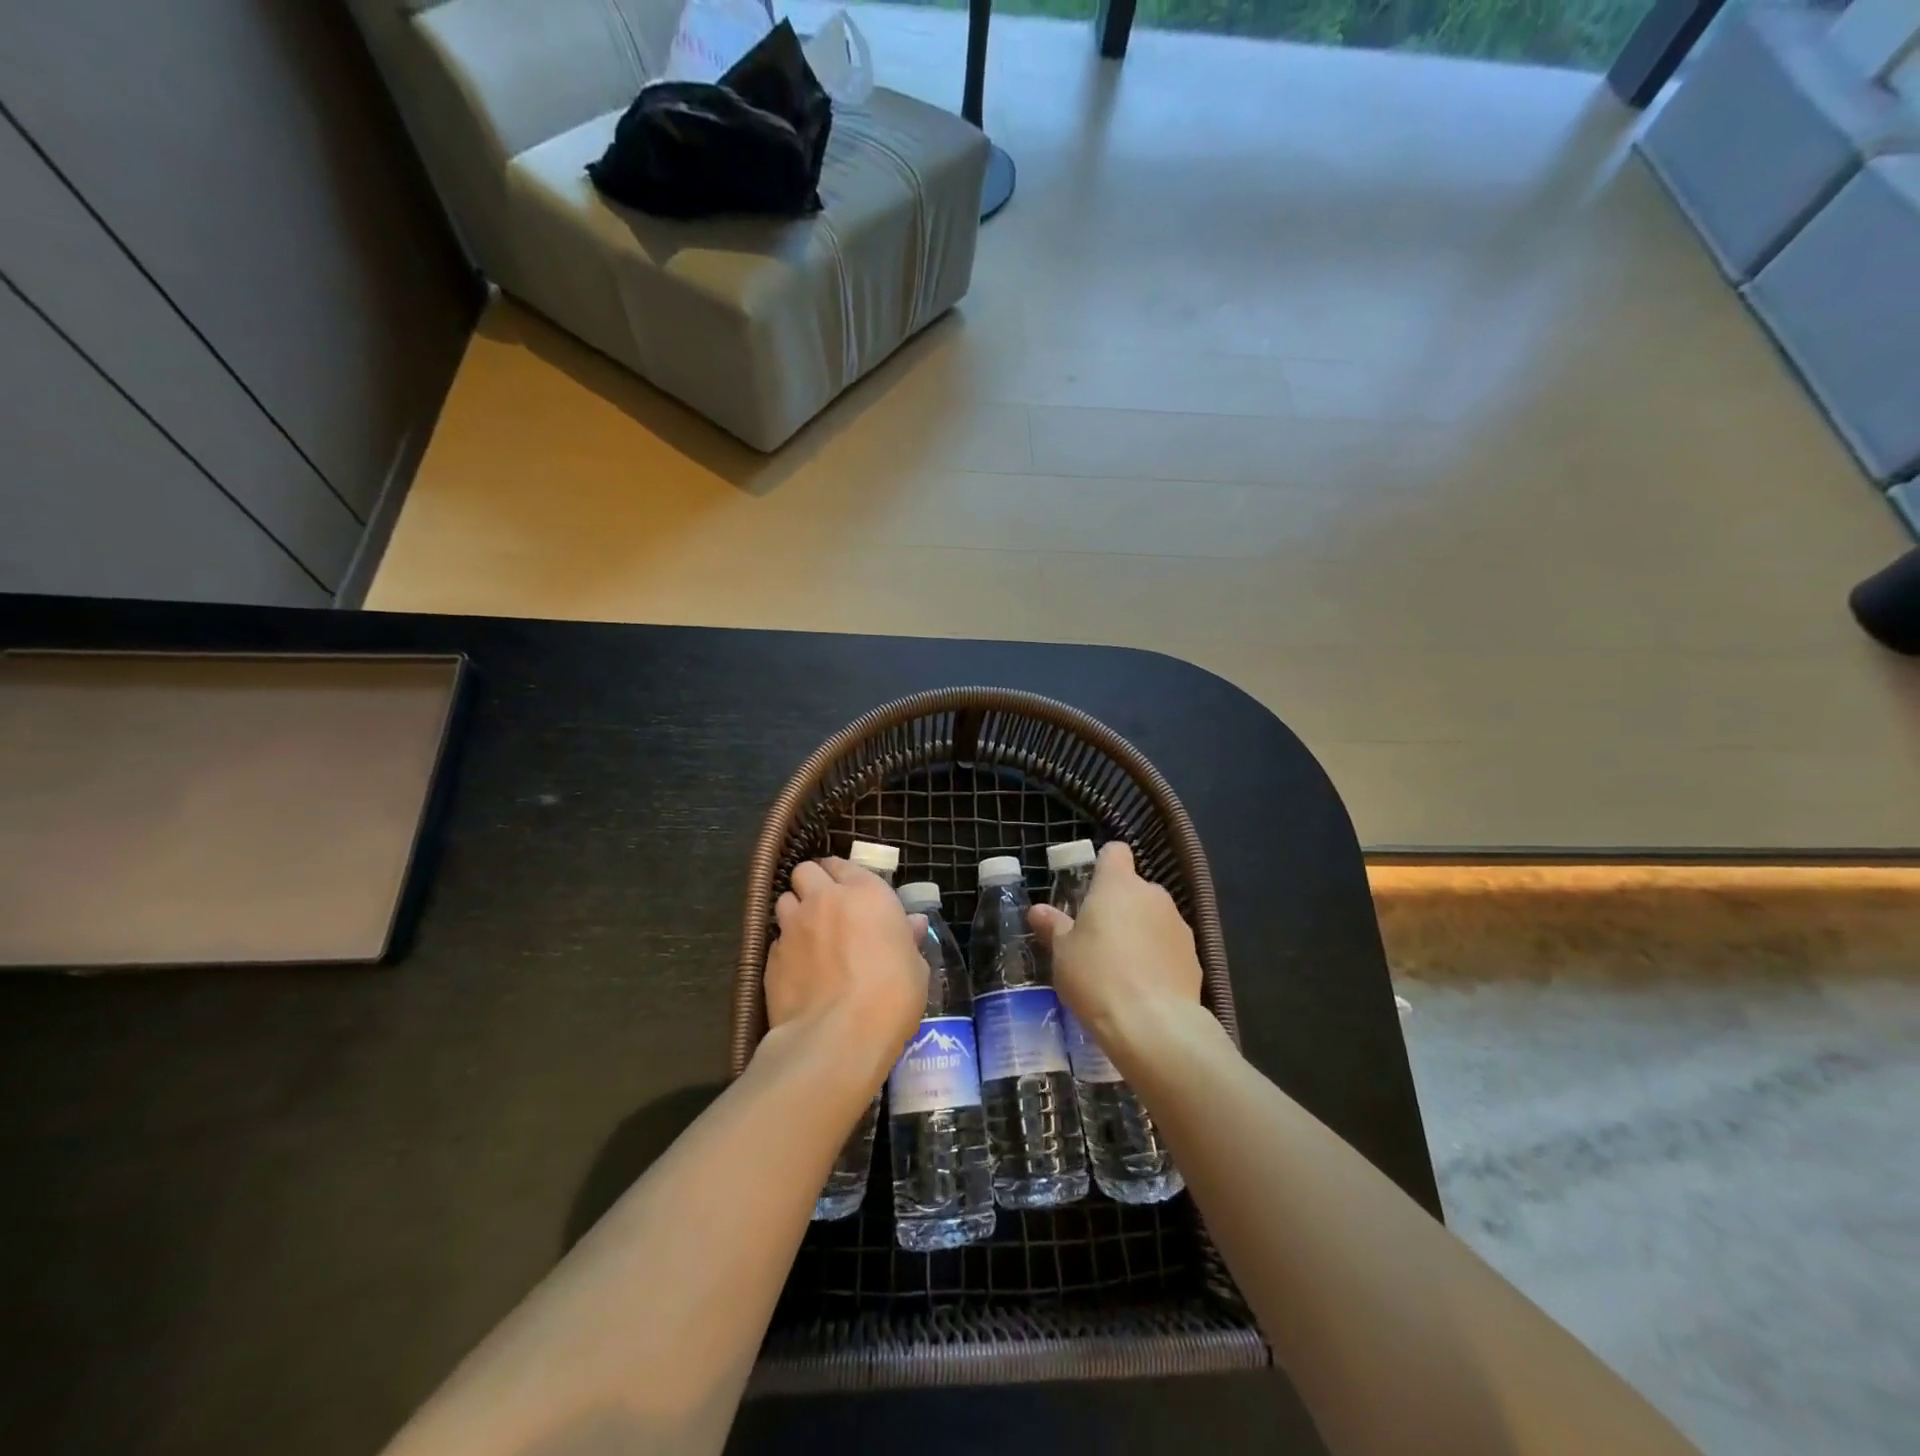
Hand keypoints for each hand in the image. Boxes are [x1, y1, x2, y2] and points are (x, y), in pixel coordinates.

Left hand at [764, 858, 927, 1092]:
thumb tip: (912, 925)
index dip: (843, 876)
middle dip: (812, 883)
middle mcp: (824, 899)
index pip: (843, 864)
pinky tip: (799, 970)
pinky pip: (777, 940)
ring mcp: (793, 927)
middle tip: (824, 906)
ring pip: (784, 901)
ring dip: (795, 911)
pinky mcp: (771, 957)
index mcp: (866, 893)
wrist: (839, 1036)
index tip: (850, 892)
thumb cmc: (892, 996)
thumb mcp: (915, 967)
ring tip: (808, 935)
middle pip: (805, 871)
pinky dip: (786, 948)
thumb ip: (907, 939)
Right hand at [1029, 842, 1203, 1072]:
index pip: (1115, 852)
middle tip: (1096, 938)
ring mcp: (1178, 924)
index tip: (1089, 890)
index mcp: (1118, 884)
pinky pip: (1169, 946)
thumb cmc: (1097, 977)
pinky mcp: (1195, 956)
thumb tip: (1038, 910)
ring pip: (1154, 917)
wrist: (1154, 1025)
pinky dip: (1158, 957)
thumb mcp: (1063, 953)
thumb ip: (1054, 926)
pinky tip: (1144, 987)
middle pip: (1134, 888)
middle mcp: (1152, 895)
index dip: (1103, 865)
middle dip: (1119, 906)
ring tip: (1121, 968)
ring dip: (1140, 931)